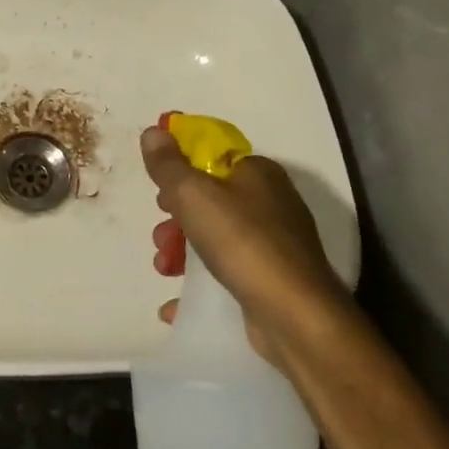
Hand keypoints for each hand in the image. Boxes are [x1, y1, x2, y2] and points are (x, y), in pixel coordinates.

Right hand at [141, 123, 342, 351]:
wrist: (295, 316)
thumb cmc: (242, 241)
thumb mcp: (194, 194)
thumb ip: (168, 164)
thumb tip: (153, 132)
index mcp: (258, 173)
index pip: (213, 156)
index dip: (181, 168)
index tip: (159, 188)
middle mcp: (271, 203)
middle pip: (210, 198)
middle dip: (176, 216)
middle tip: (160, 231)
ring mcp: (274, 244)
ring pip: (215, 237)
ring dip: (181, 251)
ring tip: (163, 268)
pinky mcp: (270, 279)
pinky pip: (226, 273)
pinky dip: (200, 283)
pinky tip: (174, 303)